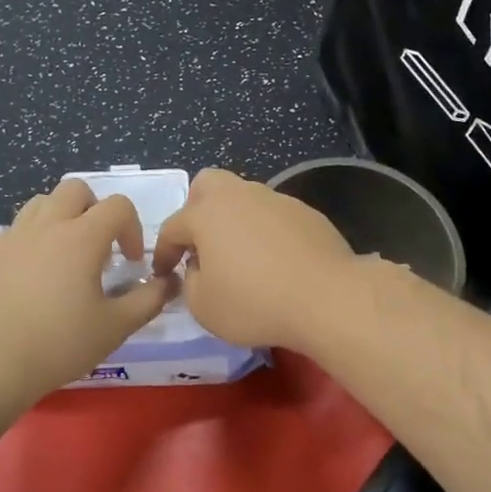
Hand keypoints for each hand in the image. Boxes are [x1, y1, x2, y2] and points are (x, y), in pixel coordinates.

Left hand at [0, 178, 174, 405]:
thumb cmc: (60, 344)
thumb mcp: (116, 327)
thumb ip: (149, 299)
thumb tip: (169, 282)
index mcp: (81, 237)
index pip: (117, 205)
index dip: (132, 228)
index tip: (130, 262)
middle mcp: (47, 225)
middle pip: (76, 189)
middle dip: (95, 210)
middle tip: (100, 247)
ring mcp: (14, 236)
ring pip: (42, 202)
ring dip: (62, 216)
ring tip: (67, 254)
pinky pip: (17, 228)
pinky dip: (33, 237)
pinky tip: (34, 271)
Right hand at [152, 169, 355, 350]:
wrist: (327, 298)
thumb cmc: (255, 303)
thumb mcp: (204, 307)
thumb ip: (189, 282)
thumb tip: (198, 268)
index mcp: (206, 214)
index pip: (172, 227)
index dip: (163, 252)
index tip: (163, 273)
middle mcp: (240, 196)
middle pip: (207, 184)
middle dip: (196, 209)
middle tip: (201, 244)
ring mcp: (276, 200)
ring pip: (244, 198)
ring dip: (234, 221)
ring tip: (241, 256)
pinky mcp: (307, 213)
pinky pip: (274, 216)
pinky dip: (266, 232)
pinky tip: (276, 261)